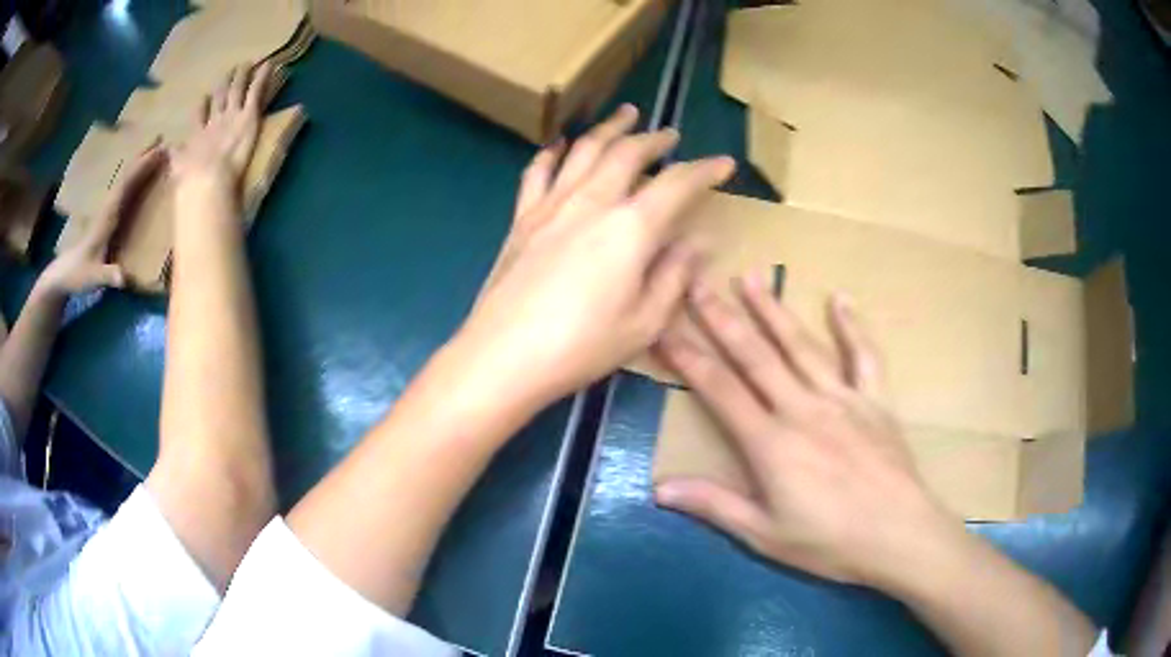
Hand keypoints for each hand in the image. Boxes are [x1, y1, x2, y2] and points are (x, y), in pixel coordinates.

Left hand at [39, 147, 166, 295]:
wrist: (64, 273)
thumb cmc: (79, 274)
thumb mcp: (94, 278)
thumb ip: (108, 276)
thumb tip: (124, 278)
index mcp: (108, 217)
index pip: (127, 185)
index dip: (142, 168)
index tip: (159, 152)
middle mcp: (108, 207)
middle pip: (127, 176)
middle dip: (143, 157)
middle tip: (162, 139)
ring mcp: (107, 210)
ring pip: (125, 179)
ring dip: (139, 163)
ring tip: (154, 148)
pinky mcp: (107, 215)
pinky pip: (124, 189)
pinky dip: (134, 177)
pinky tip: (140, 173)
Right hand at [170, 62, 271, 190]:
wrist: (207, 179)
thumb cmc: (193, 181)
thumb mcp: (178, 167)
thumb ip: (174, 156)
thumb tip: (165, 147)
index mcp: (196, 137)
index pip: (199, 117)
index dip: (201, 106)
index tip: (203, 96)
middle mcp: (214, 121)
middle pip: (219, 98)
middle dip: (223, 85)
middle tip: (229, 71)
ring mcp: (231, 115)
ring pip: (238, 91)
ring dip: (241, 77)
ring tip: (246, 64)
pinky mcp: (249, 115)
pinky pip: (256, 91)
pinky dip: (262, 77)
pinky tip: (269, 65)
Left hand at [457, 104, 734, 406]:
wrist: (503, 357)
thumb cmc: (581, 347)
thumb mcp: (644, 323)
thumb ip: (674, 277)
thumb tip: (696, 243)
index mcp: (630, 228)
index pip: (676, 184)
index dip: (705, 170)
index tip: (724, 163)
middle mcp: (591, 202)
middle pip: (627, 153)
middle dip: (654, 139)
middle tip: (670, 134)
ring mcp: (551, 206)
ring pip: (583, 151)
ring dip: (608, 129)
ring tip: (624, 115)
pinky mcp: (521, 219)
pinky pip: (537, 173)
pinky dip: (551, 154)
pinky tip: (558, 145)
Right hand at [653, 273, 963, 587]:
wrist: (898, 535)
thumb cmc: (829, 542)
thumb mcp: (764, 535)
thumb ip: (715, 506)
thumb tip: (660, 489)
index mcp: (771, 442)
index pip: (719, 390)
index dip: (688, 358)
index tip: (664, 328)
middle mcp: (803, 408)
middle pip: (756, 356)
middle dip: (722, 318)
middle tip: (698, 284)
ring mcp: (843, 398)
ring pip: (802, 346)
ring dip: (774, 309)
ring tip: (752, 276)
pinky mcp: (875, 400)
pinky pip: (864, 356)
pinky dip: (852, 327)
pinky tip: (840, 298)